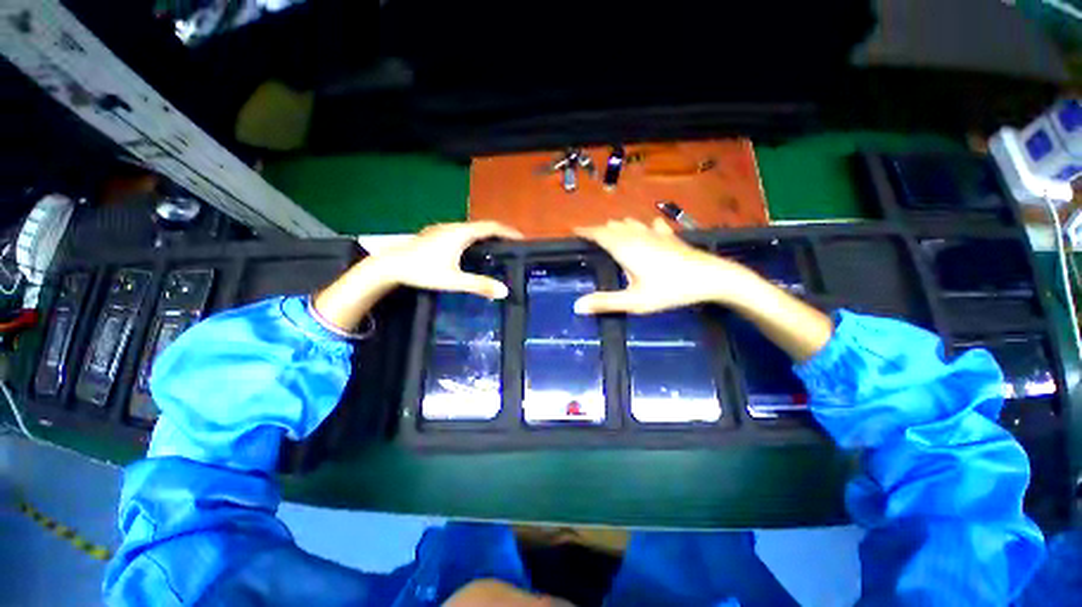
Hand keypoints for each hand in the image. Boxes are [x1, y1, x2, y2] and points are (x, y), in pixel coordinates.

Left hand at [314, 221, 521, 330]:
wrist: (389, 265)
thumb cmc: (423, 271)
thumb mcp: (454, 280)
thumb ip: (480, 285)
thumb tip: (504, 291)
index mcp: (461, 233)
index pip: (492, 227)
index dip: (508, 232)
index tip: (521, 239)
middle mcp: (454, 227)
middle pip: (482, 226)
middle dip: (499, 234)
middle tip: (511, 247)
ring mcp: (442, 229)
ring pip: (470, 229)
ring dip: (485, 236)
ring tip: (495, 249)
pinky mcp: (435, 234)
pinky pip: (461, 232)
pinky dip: (473, 238)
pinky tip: (470, 251)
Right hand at [572, 218, 760, 314]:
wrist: (711, 277)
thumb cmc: (670, 290)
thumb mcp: (635, 302)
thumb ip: (605, 303)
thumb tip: (576, 306)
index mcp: (624, 248)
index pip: (598, 234)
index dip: (585, 231)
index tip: (573, 230)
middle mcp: (637, 236)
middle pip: (612, 227)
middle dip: (599, 230)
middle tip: (589, 239)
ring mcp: (655, 234)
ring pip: (630, 223)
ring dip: (617, 227)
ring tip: (610, 233)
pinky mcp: (669, 236)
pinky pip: (651, 226)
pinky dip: (642, 226)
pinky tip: (647, 229)